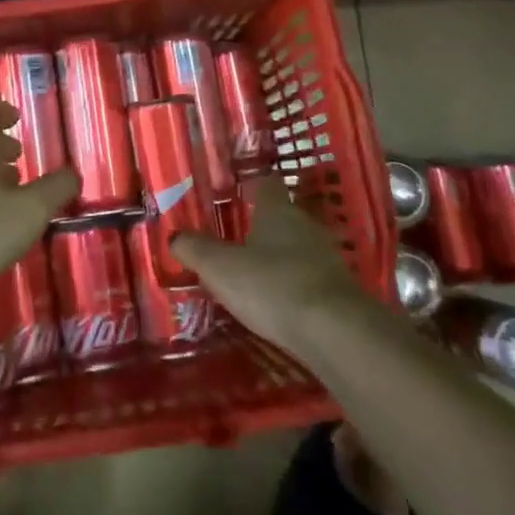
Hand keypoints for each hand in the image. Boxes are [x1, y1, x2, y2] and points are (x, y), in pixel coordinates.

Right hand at [172, 176, 370, 353]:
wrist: (335, 331)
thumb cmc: (272, 285)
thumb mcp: (220, 268)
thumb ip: (195, 249)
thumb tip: (174, 236)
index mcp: (277, 210)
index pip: (266, 184)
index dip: (251, 185)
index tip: (236, 191)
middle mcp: (305, 225)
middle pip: (283, 216)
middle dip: (263, 226)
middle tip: (237, 239)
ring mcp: (328, 257)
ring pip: (298, 248)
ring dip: (281, 257)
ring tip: (256, 274)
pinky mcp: (340, 289)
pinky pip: (311, 277)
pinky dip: (295, 285)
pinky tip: (281, 303)